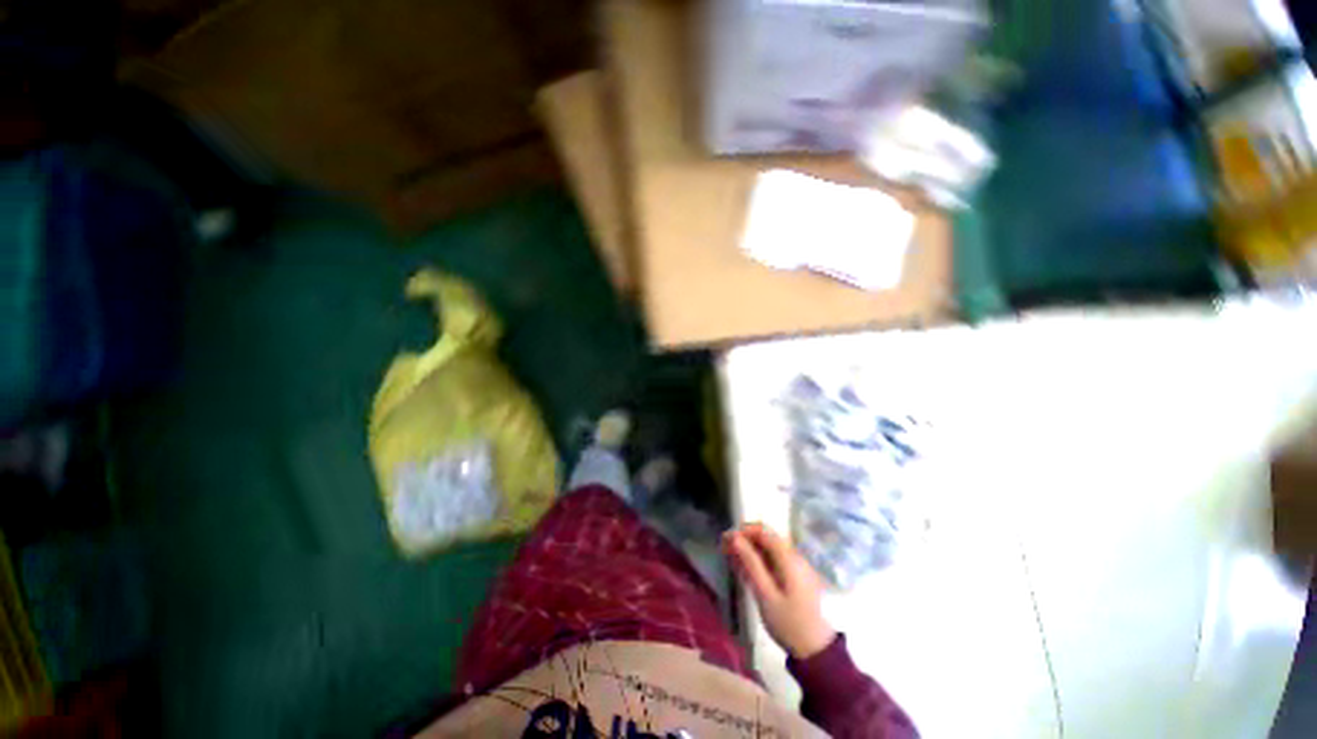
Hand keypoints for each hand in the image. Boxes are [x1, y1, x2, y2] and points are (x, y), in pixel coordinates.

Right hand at [723, 522, 835, 659]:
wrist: (817, 651)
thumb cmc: (789, 623)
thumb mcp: (765, 594)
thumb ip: (751, 563)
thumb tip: (735, 537)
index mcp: (788, 558)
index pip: (763, 531)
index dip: (742, 531)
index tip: (725, 540)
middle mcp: (794, 556)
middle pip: (766, 538)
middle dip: (744, 540)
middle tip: (724, 550)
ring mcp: (797, 566)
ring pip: (769, 549)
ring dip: (750, 550)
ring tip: (732, 559)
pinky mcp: (796, 577)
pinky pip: (775, 560)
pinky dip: (760, 561)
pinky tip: (747, 570)